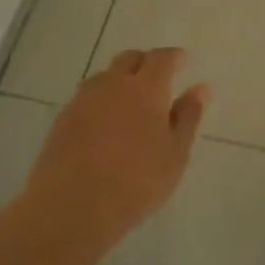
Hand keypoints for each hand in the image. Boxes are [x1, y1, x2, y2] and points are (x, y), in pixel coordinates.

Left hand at [25, 47, 211, 255]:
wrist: (71, 208)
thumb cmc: (136, 182)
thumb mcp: (175, 153)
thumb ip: (189, 116)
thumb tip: (202, 87)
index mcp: (146, 88)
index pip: (162, 58)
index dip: (175, 56)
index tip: (184, 61)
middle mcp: (113, 84)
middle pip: (130, 58)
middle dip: (146, 62)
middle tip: (159, 79)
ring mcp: (83, 100)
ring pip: (105, 76)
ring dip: (121, 79)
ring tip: (131, 101)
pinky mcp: (62, 120)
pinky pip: (86, 97)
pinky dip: (101, 100)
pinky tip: (105, 122)